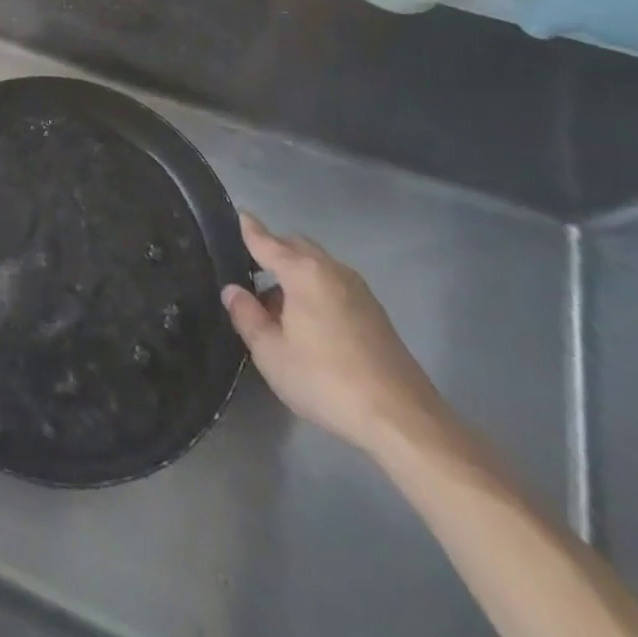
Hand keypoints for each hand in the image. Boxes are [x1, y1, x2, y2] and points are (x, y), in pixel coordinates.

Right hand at [222, 213, 449, 456]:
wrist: (403, 420)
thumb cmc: (326, 380)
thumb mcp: (271, 352)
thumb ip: (246, 315)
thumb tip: (234, 291)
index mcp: (303, 272)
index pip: (267, 241)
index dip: (249, 229)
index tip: (239, 215)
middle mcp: (332, 270)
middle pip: (296, 246)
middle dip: (274, 251)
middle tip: (251, 273)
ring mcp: (359, 291)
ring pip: (318, 266)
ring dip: (295, 274)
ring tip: (278, 307)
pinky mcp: (376, 314)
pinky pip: (335, 285)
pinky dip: (316, 290)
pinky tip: (310, 325)